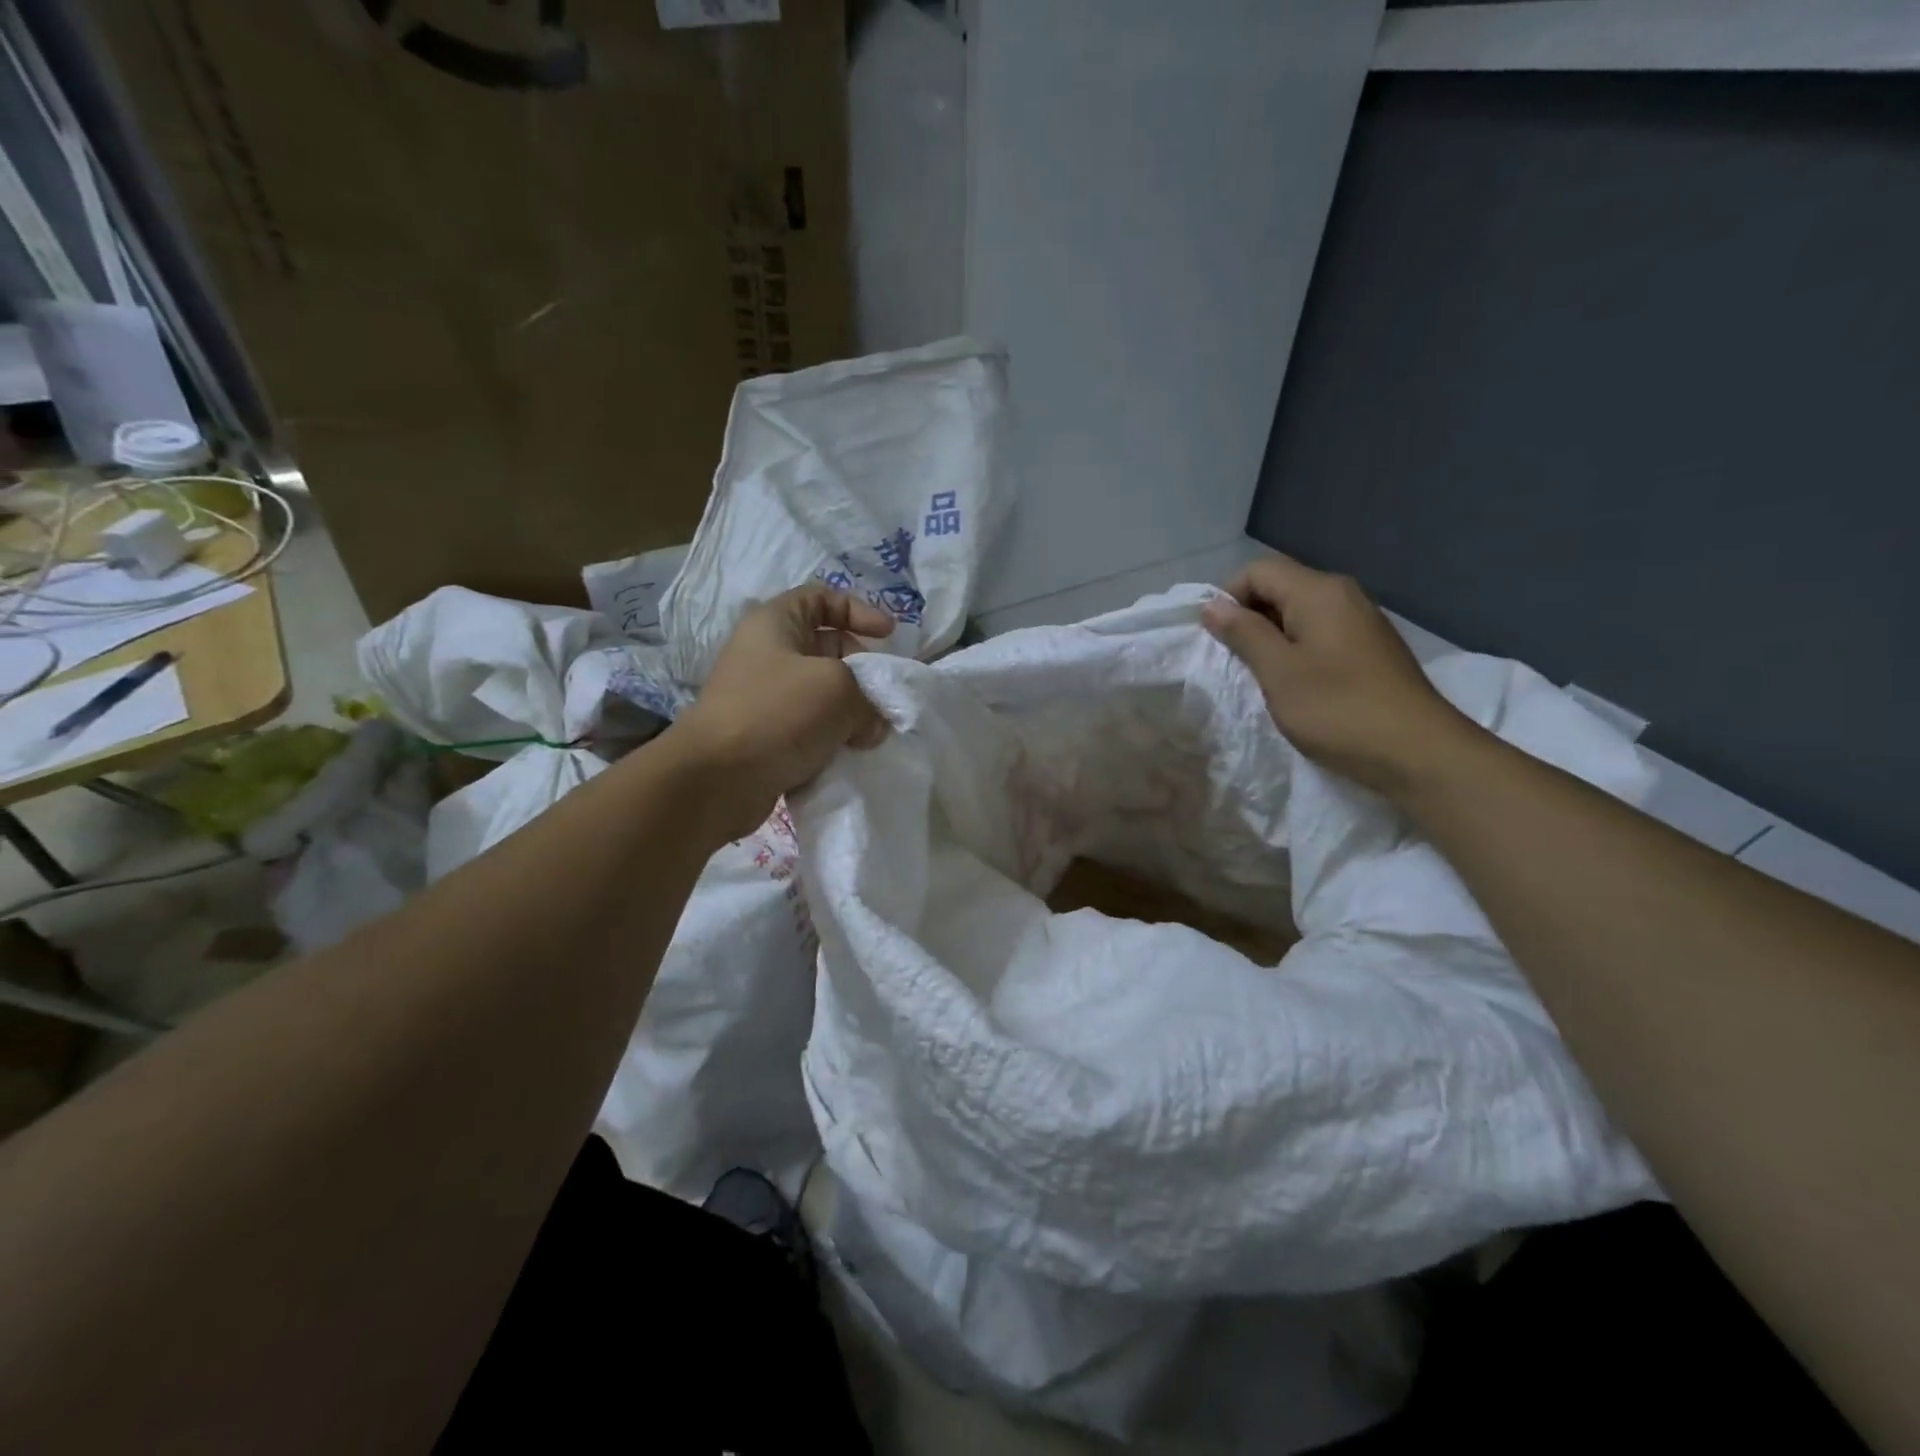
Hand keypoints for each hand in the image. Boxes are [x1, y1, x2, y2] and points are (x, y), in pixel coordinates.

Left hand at [667, 584, 894, 839]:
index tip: (888, 636)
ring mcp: (765, 698)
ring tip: (870, 735)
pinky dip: (833, 739)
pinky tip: (850, 756)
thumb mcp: (838, 688)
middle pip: (828, 649)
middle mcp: (767, 655)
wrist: (717, 780)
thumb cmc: (778, 713)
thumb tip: (872, 725)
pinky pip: (811, 729)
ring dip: (852, 713)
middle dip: (862, 671)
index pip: (821, 598)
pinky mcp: (767, 736)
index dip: (859, 610)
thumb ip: (868, 696)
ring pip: (823, 695)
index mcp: (775, 624)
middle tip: (882, 698)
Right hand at [1202, 556, 1475, 797]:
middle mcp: (1343, 595)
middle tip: (1235, 663)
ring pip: (1299, 614)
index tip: (1218, 640)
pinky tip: (1296, 686)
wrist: (1417, 752)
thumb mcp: (1278, 671)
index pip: (1257, 571)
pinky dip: (1297, 652)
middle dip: (1248, 619)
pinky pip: (1320, 634)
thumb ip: (1243, 633)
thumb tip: (1213, 606)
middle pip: (1280, 588)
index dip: (1228, 598)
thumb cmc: (1337, 709)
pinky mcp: (1369, 649)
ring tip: (1263, 677)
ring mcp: (1360, 622)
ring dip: (1271, 639)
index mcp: (1318, 592)